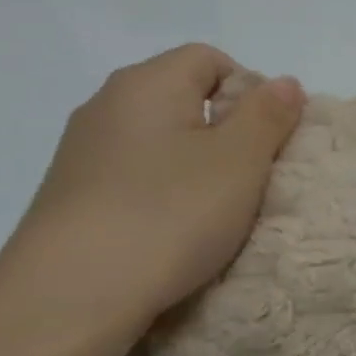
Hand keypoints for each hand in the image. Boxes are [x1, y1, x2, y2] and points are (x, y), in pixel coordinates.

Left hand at [0, 44, 303, 340]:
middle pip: (183, 98)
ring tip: (217, 212)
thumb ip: (268, 115)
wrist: (70, 296)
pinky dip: (164, 194)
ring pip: (160, 142)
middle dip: (227, 132)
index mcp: (147, 83)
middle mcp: (107, 105)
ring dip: (197, 167)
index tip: (268, 140)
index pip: (210, 59)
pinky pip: (135, 177)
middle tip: (251, 179)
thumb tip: (284, 82)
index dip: (251, 91)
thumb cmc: (170, 214)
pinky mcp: (73, 196)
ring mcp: (83, 152)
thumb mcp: (240, 161)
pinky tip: (174, 232)